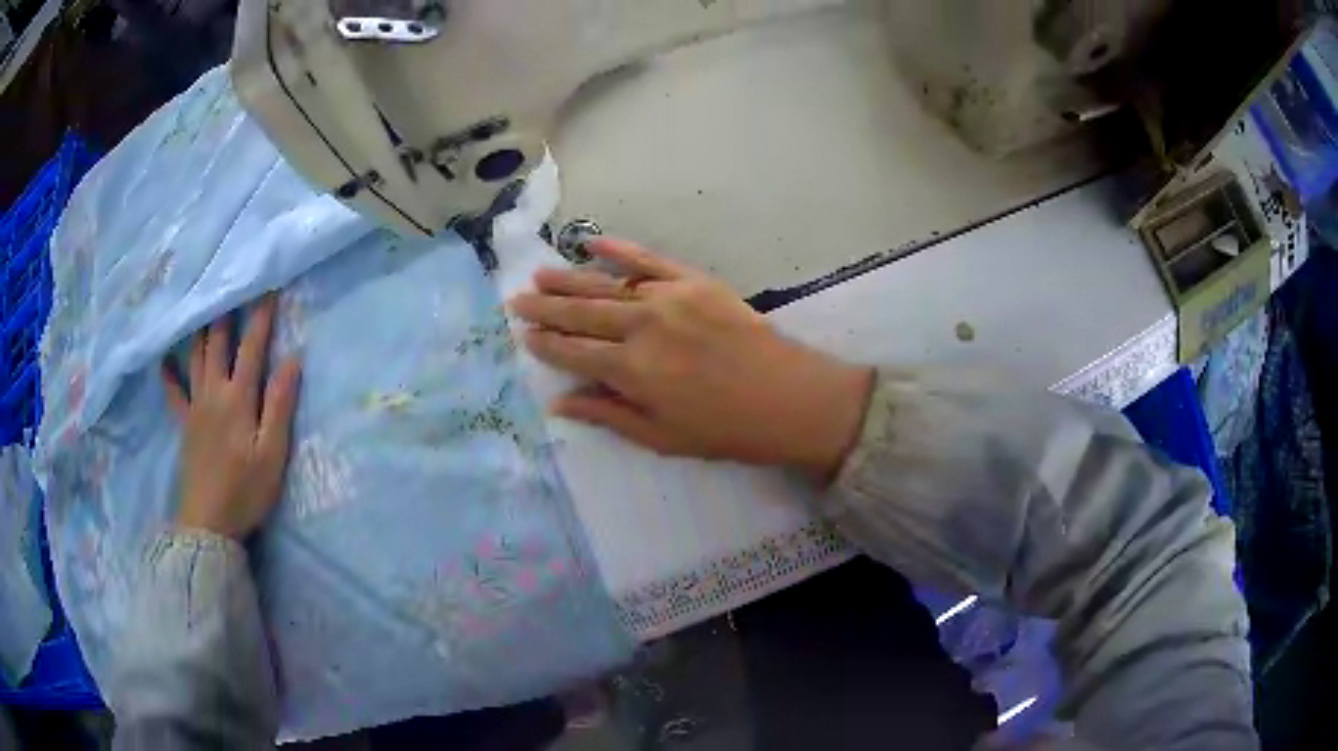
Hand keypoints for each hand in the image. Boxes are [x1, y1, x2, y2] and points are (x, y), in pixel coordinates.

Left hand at [162, 294, 301, 539]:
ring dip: (201, 328)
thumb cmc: (245, 491)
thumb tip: (292, 360)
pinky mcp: (185, 424)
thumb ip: (279, 405)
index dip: (262, 316)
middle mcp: (214, 392)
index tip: (269, 286)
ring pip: (196, 357)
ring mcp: (195, 406)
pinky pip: (174, 392)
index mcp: (238, 398)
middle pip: (218, 342)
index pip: (253, 347)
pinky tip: (165, 358)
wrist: (208, 523)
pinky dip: (169, 372)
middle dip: (227, 311)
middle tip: (231, 283)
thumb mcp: (272, 453)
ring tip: (202, 304)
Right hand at [509, 238, 873, 477]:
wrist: (788, 397)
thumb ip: (607, 414)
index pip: (573, 352)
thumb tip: (558, 402)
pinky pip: (649, 259)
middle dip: (546, 307)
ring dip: (569, 280)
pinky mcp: (693, 281)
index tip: (524, 335)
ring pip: (606, 285)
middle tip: (517, 299)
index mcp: (631, 370)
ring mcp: (668, 297)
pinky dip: (619, 250)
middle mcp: (642, 326)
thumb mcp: (662, 436)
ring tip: (540, 275)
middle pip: (582, 313)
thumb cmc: (725, 428)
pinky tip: (592, 243)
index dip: (546, 344)